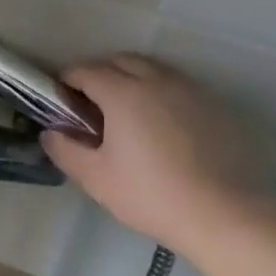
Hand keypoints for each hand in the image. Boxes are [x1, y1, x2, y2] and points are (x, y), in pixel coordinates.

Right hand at [42, 54, 275, 251]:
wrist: (224, 215)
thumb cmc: (151, 195)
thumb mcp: (96, 178)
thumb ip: (66, 150)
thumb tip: (50, 133)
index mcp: (122, 92)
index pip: (86, 70)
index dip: (68, 80)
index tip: (61, 98)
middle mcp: (155, 80)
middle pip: (119, 60)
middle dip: (99, 73)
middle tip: (90, 103)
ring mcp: (188, 89)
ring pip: (151, 68)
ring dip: (131, 77)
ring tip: (126, 110)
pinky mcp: (214, 105)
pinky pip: (177, 85)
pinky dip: (160, 91)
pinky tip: (161, 123)